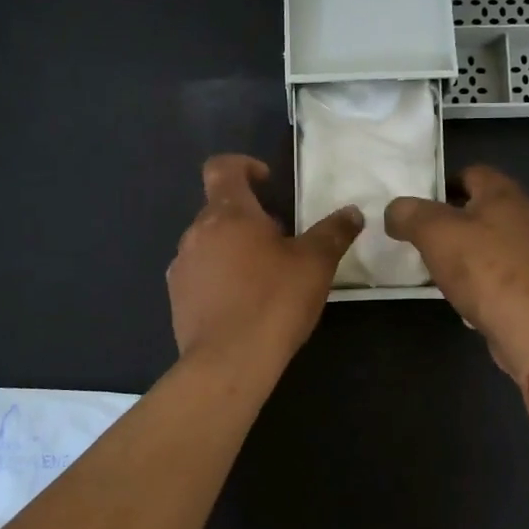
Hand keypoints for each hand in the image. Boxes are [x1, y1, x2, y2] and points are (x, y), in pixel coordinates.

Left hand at [168, 154, 362, 360]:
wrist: (229, 362)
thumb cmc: (274, 301)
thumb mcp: (315, 264)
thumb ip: (333, 232)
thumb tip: (352, 212)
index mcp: (228, 213)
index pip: (222, 168)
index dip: (244, 165)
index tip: (267, 182)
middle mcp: (196, 232)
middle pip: (219, 209)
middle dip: (249, 217)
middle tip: (281, 241)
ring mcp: (182, 266)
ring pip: (209, 243)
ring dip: (233, 248)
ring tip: (263, 276)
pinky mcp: (176, 298)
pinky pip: (200, 274)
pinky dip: (219, 277)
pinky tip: (243, 304)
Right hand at [385, 165, 528, 378]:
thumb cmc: (486, 271)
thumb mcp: (435, 235)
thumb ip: (410, 215)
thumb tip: (395, 210)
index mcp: (507, 194)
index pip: (473, 173)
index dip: (445, 185)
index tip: (422, 208)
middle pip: (490, 207)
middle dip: (461, 220)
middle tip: (432, 240)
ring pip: (504, 240)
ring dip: (479, 250)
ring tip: (451, 271)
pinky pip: (515, 271)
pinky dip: (495, 277)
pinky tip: (477, 297)